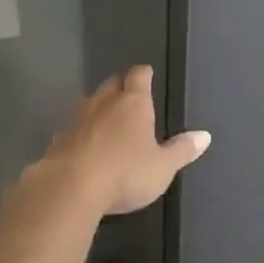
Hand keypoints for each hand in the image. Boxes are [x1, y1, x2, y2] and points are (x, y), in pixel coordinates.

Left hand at [40, 65, 209, 216]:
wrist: (70, 188)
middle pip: (112, 83)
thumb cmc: (126, 173)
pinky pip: (73, 128)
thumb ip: (182, 150)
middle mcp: (105, 103)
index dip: (144, 74)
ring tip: (106, 120)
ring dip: (98, 108)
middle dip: (120, 86)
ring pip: (89, 103)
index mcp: (134, 103)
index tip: (147, 75)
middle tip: (128, 96)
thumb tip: (205, 135)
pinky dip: (80, 132)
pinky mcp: (58, 139)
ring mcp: (78, 119)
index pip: (139, 75)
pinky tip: (84, 146)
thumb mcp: (163, 167)